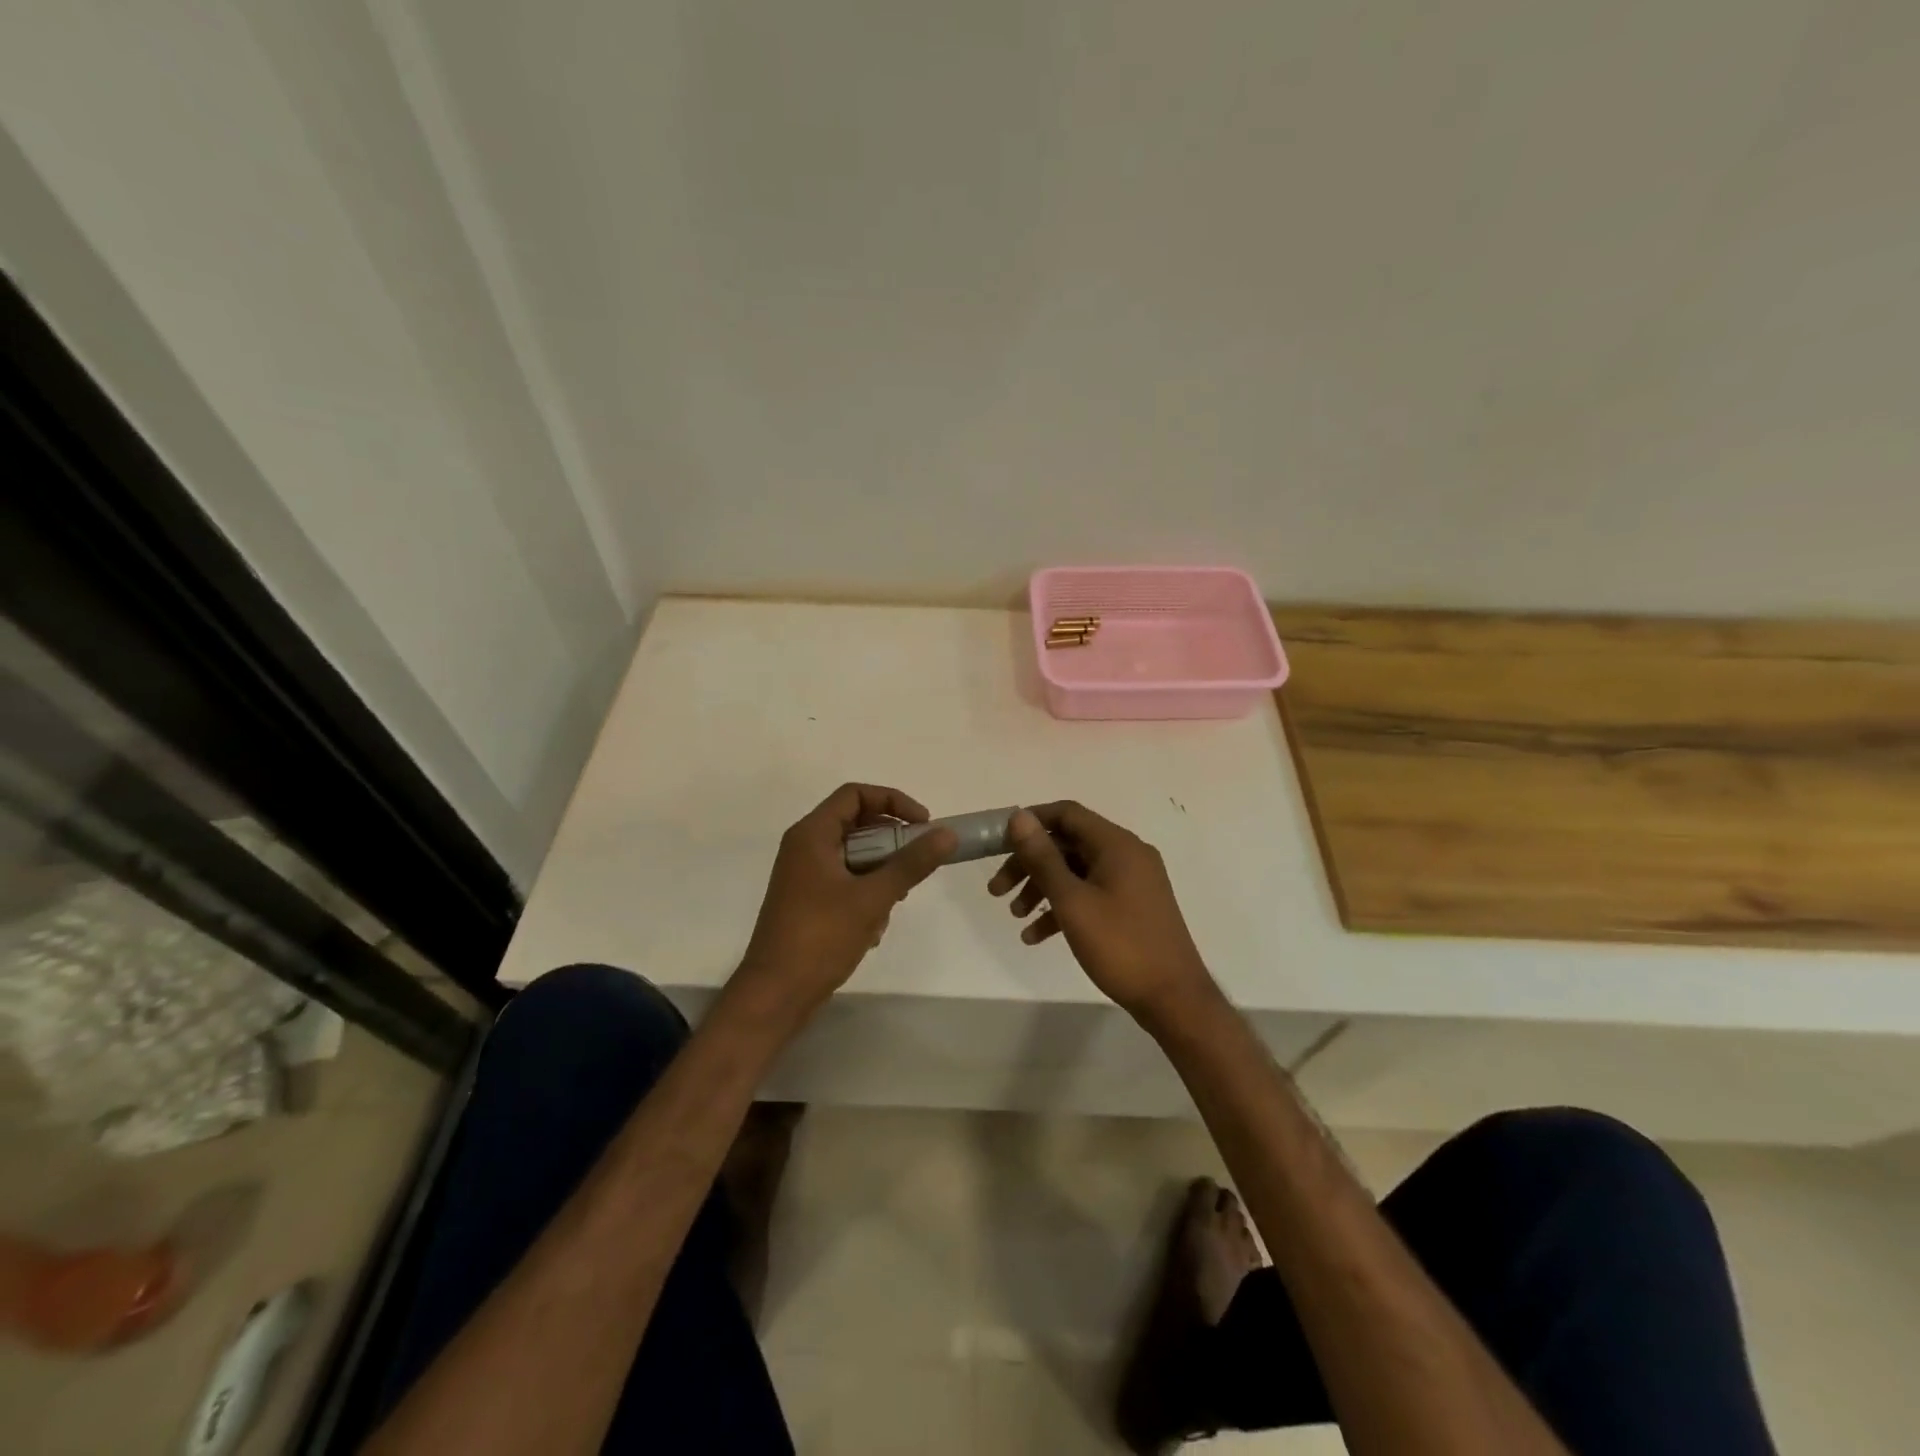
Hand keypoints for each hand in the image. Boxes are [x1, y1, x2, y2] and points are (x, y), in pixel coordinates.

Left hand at [735, 783, 955, 1021]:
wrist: (776, 994)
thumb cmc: (821, 938)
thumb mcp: (873, 898)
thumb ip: (911, 863)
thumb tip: (947, 835)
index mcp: (812, 835)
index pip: (855, 795)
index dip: (893, 801)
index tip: (923, 825)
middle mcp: (805, 847)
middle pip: (857, 825)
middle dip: (891, 844)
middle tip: (917, 864)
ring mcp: (805, 876)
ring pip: (855, 856)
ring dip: (882, 874)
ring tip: (895, 901)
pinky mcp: (809, 901)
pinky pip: (846, 882)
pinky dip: (866, 895)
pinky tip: (874, 927)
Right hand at [988, 802, 1214, 1020]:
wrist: (1174, 999)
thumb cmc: (1120, 945)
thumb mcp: (1072, 901)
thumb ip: (1043, 858)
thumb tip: (1019, 817)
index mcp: (1117, 844)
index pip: (1067, 813)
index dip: (1030, 822)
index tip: (998, 843)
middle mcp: (1127, 854)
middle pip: (1067, 844)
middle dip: (1029, 864)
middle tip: (997, 890)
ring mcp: (1132, 882)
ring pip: (1076, 871)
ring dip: (1042, 888)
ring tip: (1015, 916)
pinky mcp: (1132, 907)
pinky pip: (1090, 894)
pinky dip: (1063, 907)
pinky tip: (1036, 936)